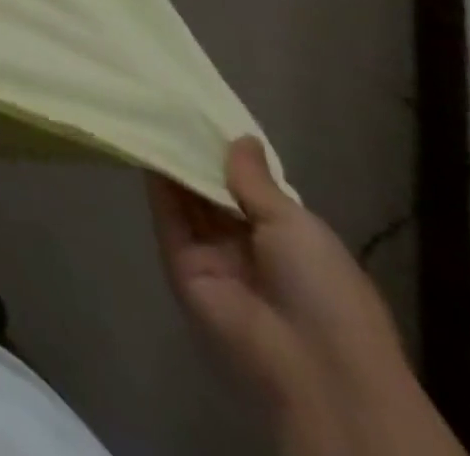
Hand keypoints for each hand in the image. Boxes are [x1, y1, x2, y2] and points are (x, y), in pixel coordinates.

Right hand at [150, 139, 462, 455]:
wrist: (312, 364)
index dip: (230, 156)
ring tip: (148, 113)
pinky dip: (155, 185)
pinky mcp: (180, 262)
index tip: (204, 116)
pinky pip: (167, 217)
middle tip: (168, 106)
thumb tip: (239, 137)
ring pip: (187, 200)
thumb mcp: (298, 226)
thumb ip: (256, 180)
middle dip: (196, 155)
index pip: (251, 189)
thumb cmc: (325, 290)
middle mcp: (248, 244)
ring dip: (172, 163)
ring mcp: (212, 254)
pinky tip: (144, 146)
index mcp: (289, 239)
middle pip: (214, 192)